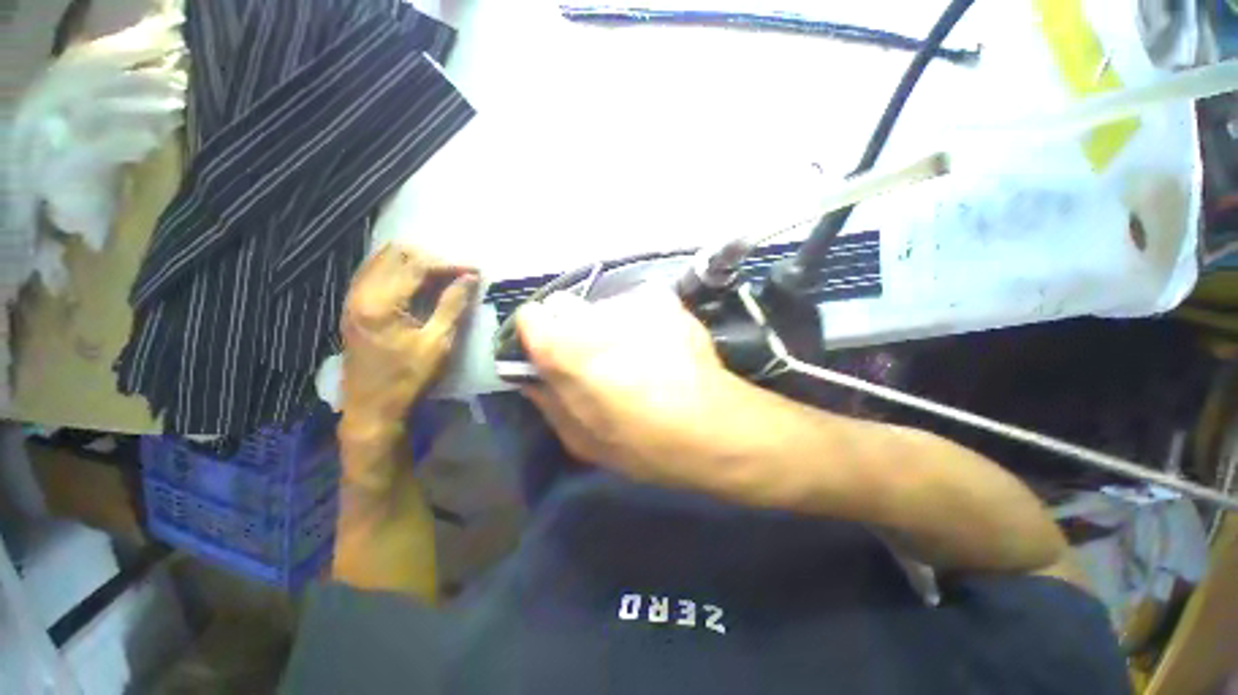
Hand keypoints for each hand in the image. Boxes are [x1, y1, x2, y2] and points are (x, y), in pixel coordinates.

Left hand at [341, 244, 476, 426]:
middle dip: (431, 259)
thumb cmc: (408, 378)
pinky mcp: (353, 306)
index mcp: (380, 303)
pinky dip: (398, 271)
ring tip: (442, 276)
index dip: (449, 264)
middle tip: (458, 273)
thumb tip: (470, 278)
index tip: (475, 270)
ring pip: (382, 259)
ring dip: (414, 262)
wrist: (372, 408)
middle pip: (396, 254)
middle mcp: (360, 292)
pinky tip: (418, 283)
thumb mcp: (437, 343)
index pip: (417, 265)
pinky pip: (374, 272)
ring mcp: (352, 298)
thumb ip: (452, 305)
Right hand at [516, 287, 753, 491]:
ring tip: (635, 355)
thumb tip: (533, 378)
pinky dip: (641, 321)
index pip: (531, 316)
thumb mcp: (582, 440)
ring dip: (610, 326)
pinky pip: (638, 305)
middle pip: (566, 305)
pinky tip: (661, 346)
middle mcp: (594, 315)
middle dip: (573, 328)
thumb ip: (549, 402)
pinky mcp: (665, 300)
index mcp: (565, 349)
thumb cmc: (642, 443)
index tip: (552, 354)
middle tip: (596, 357)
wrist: (712, 426)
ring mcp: (633, 303)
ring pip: (603, 307)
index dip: (538, 336)